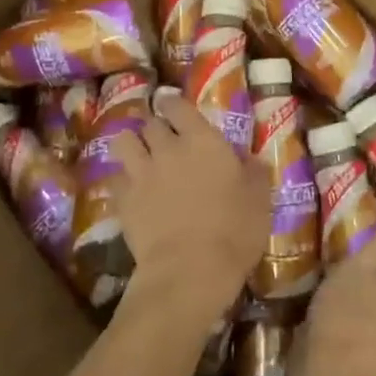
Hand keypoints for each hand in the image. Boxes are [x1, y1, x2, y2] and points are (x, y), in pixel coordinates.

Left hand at [108, 91, 270, 328]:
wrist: (190, 270)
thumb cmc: (234, 231)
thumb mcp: (260, 200)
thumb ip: (255, 174)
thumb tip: (252, 159)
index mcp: (203, 141)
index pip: (178, 106)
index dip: (173, 105)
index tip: (174, 109)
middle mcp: (168, 148)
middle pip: (151, 124)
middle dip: (155, 128)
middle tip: (164, 140)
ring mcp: (141, 173)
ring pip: (124, 142)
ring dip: (131, 145)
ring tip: (139, 156)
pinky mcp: (123, 200)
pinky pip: (116, 178)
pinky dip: (122, 180)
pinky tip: (131, 191)